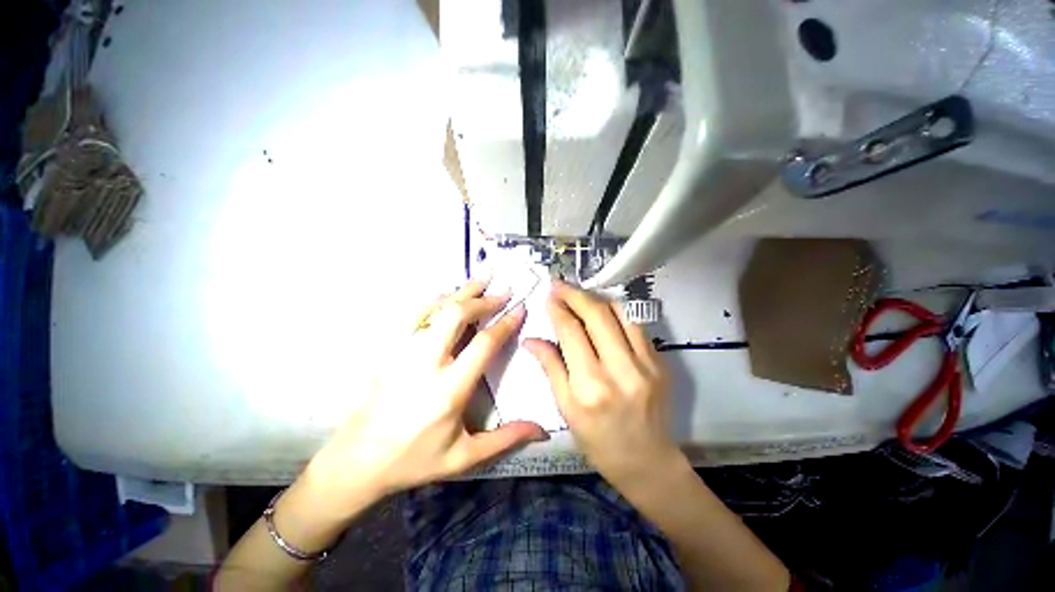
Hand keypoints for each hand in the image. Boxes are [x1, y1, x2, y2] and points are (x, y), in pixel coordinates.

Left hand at [305, 279, 546, 516]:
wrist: (356, 462)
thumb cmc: (414, 460)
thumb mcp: (464, 457)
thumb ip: (505, 438)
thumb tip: (541, 429)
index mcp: (449, 389)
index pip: (483, 344)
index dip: (505, 323)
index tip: (519, 309)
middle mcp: (426, 363)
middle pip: (457, 315)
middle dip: (483, 300)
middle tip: (503, 291)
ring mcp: (403, 352)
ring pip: (435, 308)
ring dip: (461, 292)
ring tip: (481, 280)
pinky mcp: (388, 349)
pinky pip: (414, 314)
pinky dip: (435, 300)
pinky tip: (447, 295)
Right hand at [524, 281, 679, 485]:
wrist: (647, 461)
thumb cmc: (598, 441)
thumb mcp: (565, 408)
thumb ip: (550, 367)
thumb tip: (531, 339)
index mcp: (589, 385)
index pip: (571, 331)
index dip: (558, 308)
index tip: (548, 296)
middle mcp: (619, 369)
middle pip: (596, 314)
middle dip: (575, 294)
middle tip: (560, 286)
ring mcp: (645, 364)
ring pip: (620, 313)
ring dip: (597, 299)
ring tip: (580, 296)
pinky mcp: (660, 362)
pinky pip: (636, 325)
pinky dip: (617, 312)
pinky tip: (603, 311)